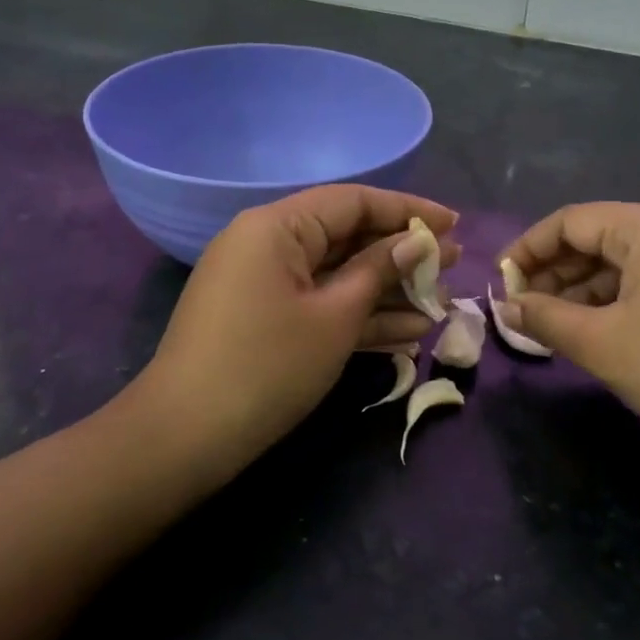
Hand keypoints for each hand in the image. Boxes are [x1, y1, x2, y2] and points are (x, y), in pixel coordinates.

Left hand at [133, 185, 458, 474]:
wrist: (186, 437)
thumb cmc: (268, 366)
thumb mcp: (335, 316)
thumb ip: (379, 270)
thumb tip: (419, 240)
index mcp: (277, 226)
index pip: (353, 201)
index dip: (408, 210)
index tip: (454, 224)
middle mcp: (266, 244)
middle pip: (346, 237)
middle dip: (401, 255)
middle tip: (452, 267)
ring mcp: (263, 284)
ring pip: (335, 275)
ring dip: (385, 291)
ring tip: (440, 303)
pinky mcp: (263, 319)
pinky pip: (317, 304)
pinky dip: (356, 316)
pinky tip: (407, 334)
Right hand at [501, 203, 639, 491]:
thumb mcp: (602, 344)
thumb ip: (546, 318)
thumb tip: (508, 307)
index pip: (571, 221)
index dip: (528, 249)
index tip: (501, 284)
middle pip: (599, 238)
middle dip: (555, 273)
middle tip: (523, 311)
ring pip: (625, 265)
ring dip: (583, 292)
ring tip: (553, 327)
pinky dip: (617, 304)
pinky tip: (598, 334)